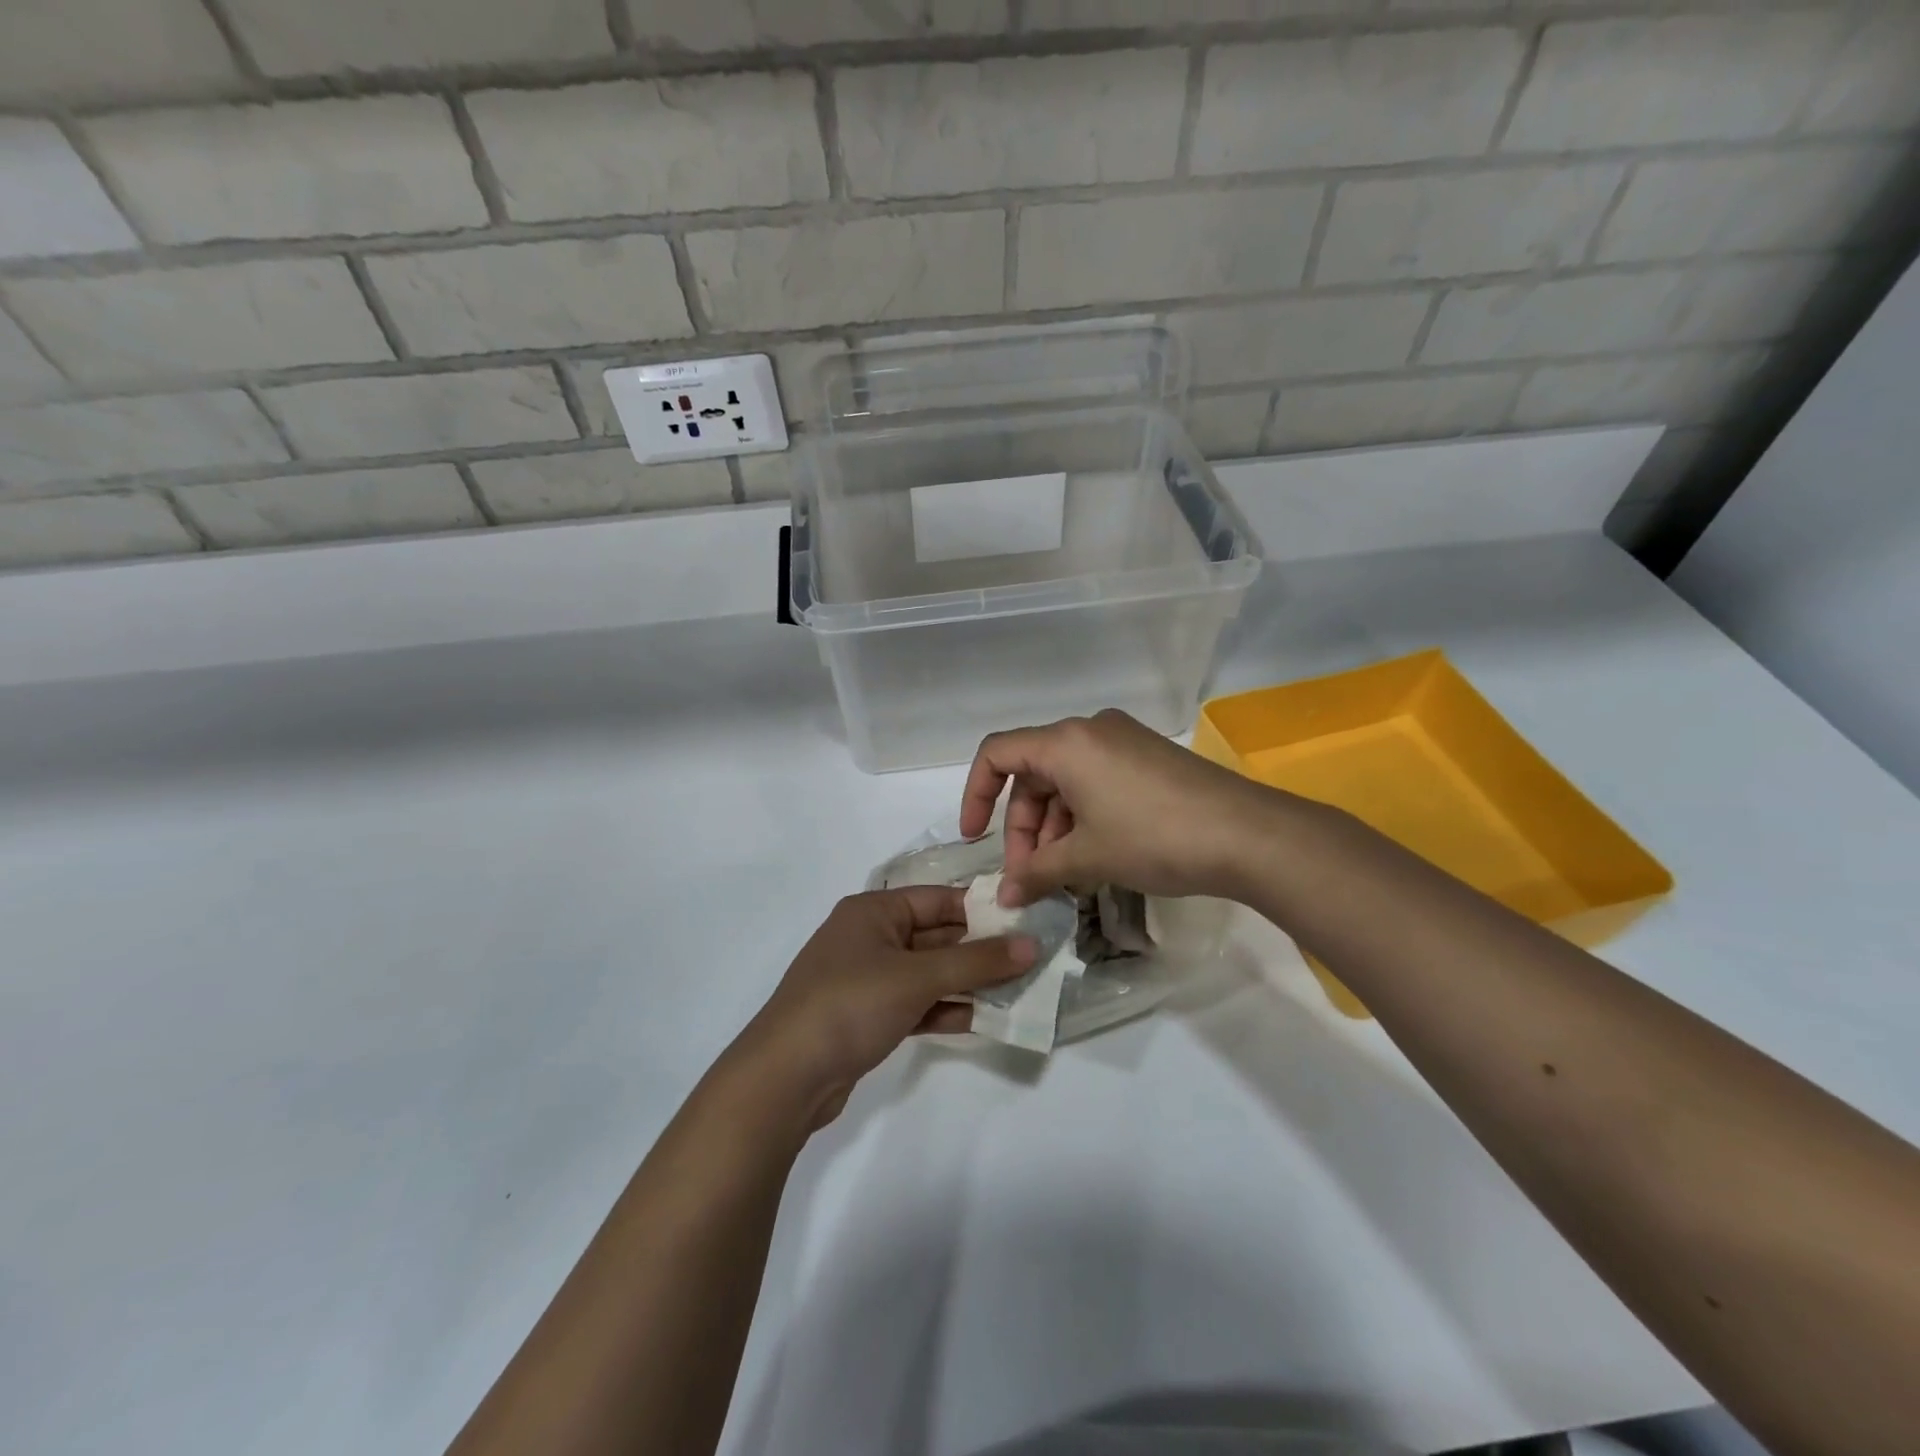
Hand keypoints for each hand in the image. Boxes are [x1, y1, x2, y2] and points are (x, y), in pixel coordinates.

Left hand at [739, 888, 1035, 1128]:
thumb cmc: (851, 1004)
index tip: (1026, 923)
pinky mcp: (868, 1017)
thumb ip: (977, 962)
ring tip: (1019, 992)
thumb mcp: (918, 977)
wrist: (786, 1077)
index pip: (939, 899)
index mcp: (874, 910)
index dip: (982, 910)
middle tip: (1032, 961)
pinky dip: (945, 1009)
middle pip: (936, 937)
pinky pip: (917, 1004)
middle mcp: (871, 937)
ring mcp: (868, 979)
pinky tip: (983, 1020)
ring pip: (929, 973)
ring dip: (968, 983)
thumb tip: (1031, 946)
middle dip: (981, 951)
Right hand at [960, 710, 1281, 907]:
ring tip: (1063, 876)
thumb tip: (1004, 897)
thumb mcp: (1088, 858)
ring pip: (1066, 782)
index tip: (974, 840)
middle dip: (1023, 827)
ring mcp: (1123, 742)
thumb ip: (1037, 873)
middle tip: (1030, 877)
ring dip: (1054, 828)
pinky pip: (1096, 782)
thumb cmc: (1154, 837)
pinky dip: (1083, 817)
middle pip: (1033, 774)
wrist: (1249, 835)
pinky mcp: (1148, 758)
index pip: (997, 754)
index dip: (975, 795)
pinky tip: (1093, 858)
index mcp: (1066, 742)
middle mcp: (1090, 731)